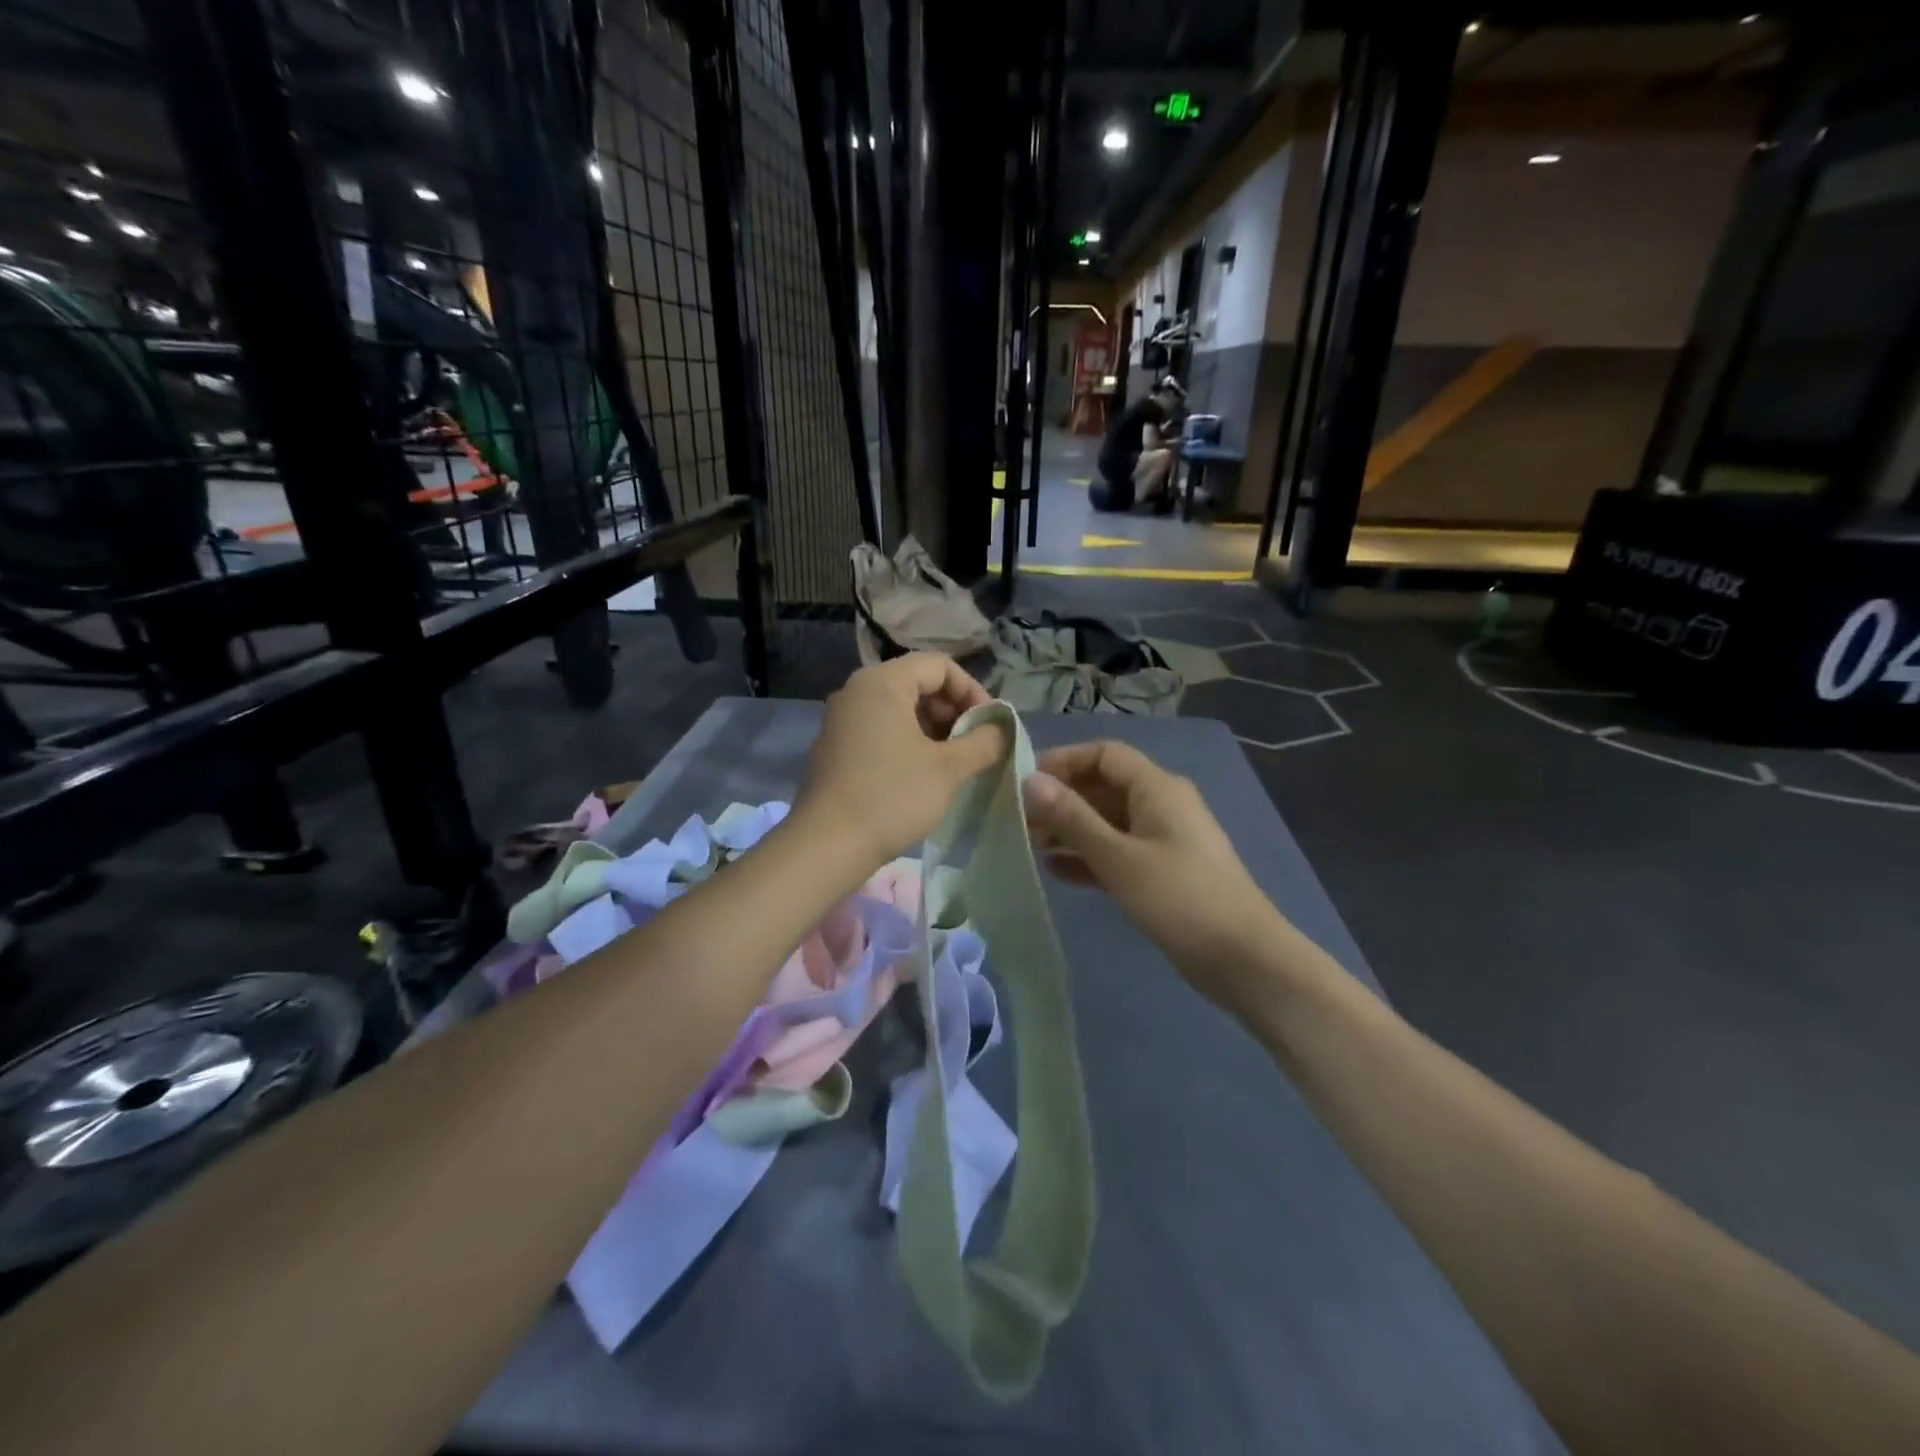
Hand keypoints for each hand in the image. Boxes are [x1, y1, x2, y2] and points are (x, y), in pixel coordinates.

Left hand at [793, 654, 1005, 875]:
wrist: (827, 845)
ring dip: (932, 729)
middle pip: (917, 682)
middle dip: (953, 711)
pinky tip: (923, 775)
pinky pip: (880, 729)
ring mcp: (841, 719)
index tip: (989, 726)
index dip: (972, 691)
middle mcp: (856, 690)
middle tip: (974, 745)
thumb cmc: (893, 797)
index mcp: (882, 682)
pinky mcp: (835, 746)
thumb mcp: (949, 769)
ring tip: (953, 763)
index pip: (939, 666)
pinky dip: (907, 741)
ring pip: (899, 708)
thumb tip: (1001, 729)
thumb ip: (984, 742)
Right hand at [1023, 740, 1285, 1009]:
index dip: (1064, 761)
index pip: (1105, 755)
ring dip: (1071, 829)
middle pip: (1104, 787)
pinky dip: (1089, 857)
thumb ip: (1072, 818)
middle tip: (1018, 819)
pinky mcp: (1162, 872)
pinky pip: (1118, 852)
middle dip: (1062, 799)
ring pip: (1108, 822)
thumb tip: (1030, 780)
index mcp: (1157, 788)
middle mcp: (1161, 805)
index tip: (1024, 780)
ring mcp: (1163, 840)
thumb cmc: (1179, 898)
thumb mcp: (1118, 857)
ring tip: (1028, 844)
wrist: (1243, 959)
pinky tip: (1056, 871)